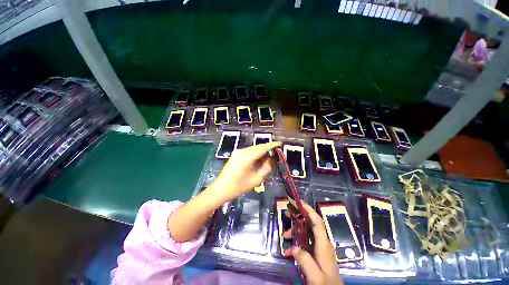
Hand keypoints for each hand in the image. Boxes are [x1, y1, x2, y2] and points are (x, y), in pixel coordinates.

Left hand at [209, 142, 281, 201]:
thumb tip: (271, 160)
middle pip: (258, 147)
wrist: (221, 189)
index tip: (280, 143)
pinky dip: (256, 153)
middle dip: (267, 148)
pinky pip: (249, 151)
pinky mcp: (236, 154)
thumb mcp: (256, 179)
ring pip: (253, 148)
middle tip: (276, 151)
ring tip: (270, 156)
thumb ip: (266, 168)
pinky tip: (260, 159)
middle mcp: (242, 151)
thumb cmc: (238, 187)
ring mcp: (238, 152)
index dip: (272, 145)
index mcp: (247, 157)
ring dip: (262, 151)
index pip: (262, 148)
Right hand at [284, 203, 342, 284]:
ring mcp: (320, 247)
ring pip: (307, 232)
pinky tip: (290, 249)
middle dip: (299, 216)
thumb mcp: (315, 276)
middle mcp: (323, 242)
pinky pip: (306, 240)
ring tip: (284, 235)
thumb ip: (305, 261)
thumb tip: (293, 248)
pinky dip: (298, 240)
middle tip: (287, 213)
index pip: (317, 222)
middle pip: (311, 223)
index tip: (299, 202)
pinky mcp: (317, 252)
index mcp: (324, 244)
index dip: (309, 210)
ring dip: (296, 230)